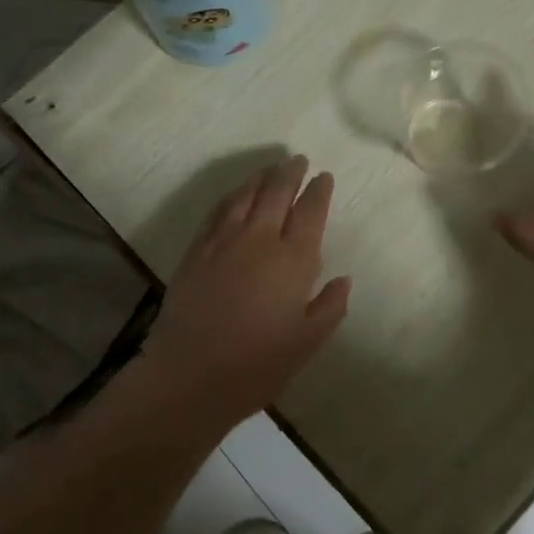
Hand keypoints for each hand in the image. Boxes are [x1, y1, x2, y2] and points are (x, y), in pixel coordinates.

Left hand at [140, 156, 350, 433]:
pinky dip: (232, 195)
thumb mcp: (307, 342)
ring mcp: (224, 241)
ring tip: (270, 168)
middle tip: (298, 160)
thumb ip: (329, 307)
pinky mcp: (197, 249)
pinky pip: (218, 210)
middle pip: (277, 193)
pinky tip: (236, 193)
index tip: (324, 177)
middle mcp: (259, 239)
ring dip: (261, 177)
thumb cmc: (257, 364)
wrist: (190, 374)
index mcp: (293, 260)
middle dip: (290, 173)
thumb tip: (343, 279)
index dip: (319, 191)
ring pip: (246, 195)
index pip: (310, 212)